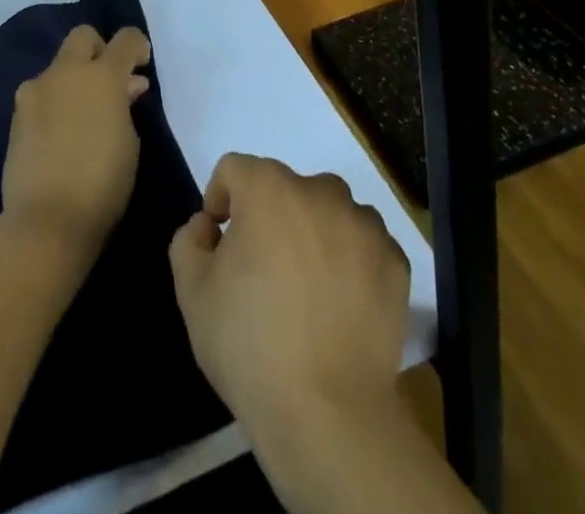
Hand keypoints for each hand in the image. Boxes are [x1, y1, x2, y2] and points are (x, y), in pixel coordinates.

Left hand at [1, 25, 150, 259]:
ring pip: (59, 67)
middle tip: (108, 81)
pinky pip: (42, 94)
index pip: (125, 39)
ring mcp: (35, 91)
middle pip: (83, 37)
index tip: (141, 63)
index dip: (137, 46)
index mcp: (102, 76)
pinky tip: (61, 133)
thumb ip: (125, 106)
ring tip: (83, 115)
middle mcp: (66, 72)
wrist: (46, 220)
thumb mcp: (129, 142)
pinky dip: (55, 102)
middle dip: (99, 50)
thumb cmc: (103, 182)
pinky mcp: (16, 114)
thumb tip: (125, 88)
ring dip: (74, 80)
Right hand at [168, 155, 410, 447]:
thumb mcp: (193, 293)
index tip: (219, 241)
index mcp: (269, 188)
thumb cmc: (250, 345)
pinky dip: (350, 263)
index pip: (235, 170)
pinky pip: (363, 247)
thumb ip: (189, 242)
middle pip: (286, 189)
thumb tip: (208, 226)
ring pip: (329, 213)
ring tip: (306, 290)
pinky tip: (340, 308)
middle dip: (270, 218)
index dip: (221, 199)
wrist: (328, 414)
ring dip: (314, 235)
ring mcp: (364, 225)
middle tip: (262, 271)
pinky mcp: (395, 261)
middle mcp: (320, 191)